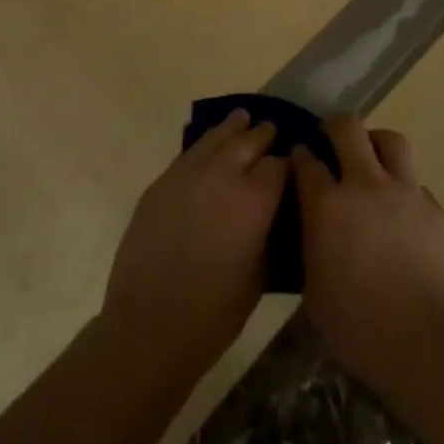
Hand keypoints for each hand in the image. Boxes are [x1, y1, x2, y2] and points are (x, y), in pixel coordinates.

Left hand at [101, 110, 288, 373]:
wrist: (149, 324)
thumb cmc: (213, 314)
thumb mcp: (259, 277)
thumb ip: (268, 233)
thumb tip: (272, 213)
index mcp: (255, 199)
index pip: (280, 165)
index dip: (289, 164)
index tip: (294, 166)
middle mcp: (224, 174)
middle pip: (250, 141)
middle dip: (264, 135)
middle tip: (272, 132)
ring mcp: (189, 173)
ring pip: (217, 136)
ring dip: (233, 128)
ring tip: (243, 118)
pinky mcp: (163, 181)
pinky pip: (190, 152)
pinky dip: (206, 145)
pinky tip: (210, 146)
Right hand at [293, 115, 443, 390]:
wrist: (431, 343)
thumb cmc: (361, 328)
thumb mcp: (315, 292)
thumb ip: (312, 247)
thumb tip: (315, 230)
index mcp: (328, 205)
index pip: (307, 161)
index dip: (301, 154)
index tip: (299, 157)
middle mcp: (365, 184)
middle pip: (348, 128)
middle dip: (335, 126)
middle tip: (332, 139)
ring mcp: (406, 192)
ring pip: (391, 141)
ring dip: (377, 143)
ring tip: (373, 161)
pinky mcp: (437, 210)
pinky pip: (417, 186)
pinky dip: (406, 192)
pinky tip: (405, 218)